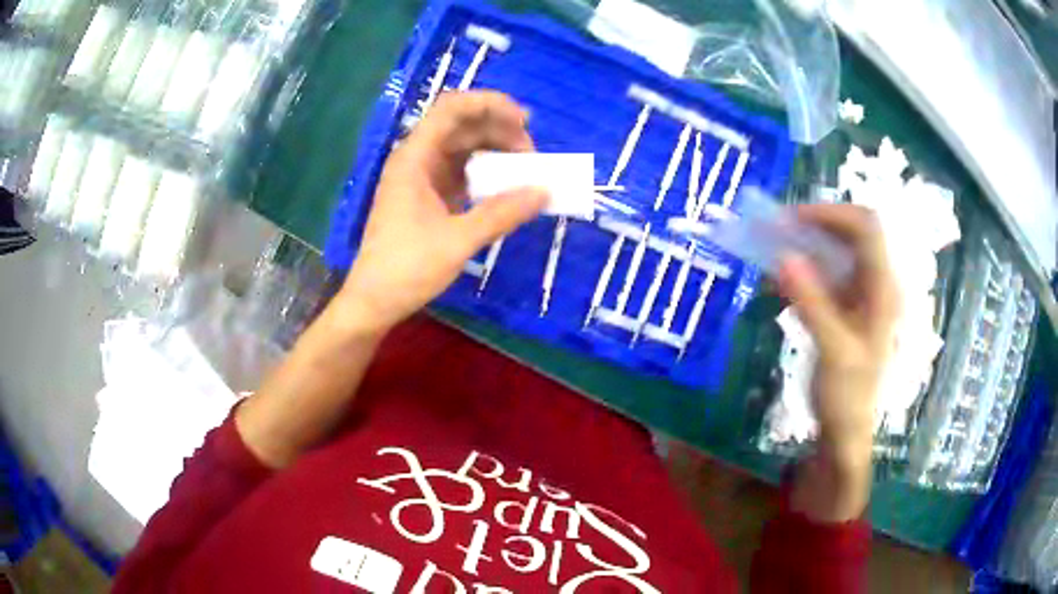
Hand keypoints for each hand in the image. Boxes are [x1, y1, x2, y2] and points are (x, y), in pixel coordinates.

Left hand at [334, 91, 547, 334]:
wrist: (374, 301)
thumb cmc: (406, 269)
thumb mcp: (458, 241)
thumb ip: (501, 213)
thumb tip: (544, 192)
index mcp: (414, 158)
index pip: (451, 108)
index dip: (489, 104)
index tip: (524, 121)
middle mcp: (416, 159)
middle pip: (460, 125)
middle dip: (499, 130)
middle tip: (531, 156)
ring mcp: (420, 178)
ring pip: (462, 148)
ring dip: (493, 152)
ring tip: (523, 171)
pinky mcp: (426, 196)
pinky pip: (460, 171)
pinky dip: (484, 173)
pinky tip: (504, 188)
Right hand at [777, 204, 900, 521]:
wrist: (846, 429)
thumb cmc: (848, 395)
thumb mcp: (833, 351)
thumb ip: (812, 302)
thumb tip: (783, 257)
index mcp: (883, 288)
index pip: (866, 228)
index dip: (833, 214)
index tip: (793, 220)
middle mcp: (876, 283)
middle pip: (852, 232)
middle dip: (817, 223)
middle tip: (779, 230)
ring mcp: (862, 293)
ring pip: (838, 250)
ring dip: (808, 244)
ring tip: (776, 249)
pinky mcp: (847, 306)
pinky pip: (826, 273)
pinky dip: (804, 268)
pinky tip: (782, 282)